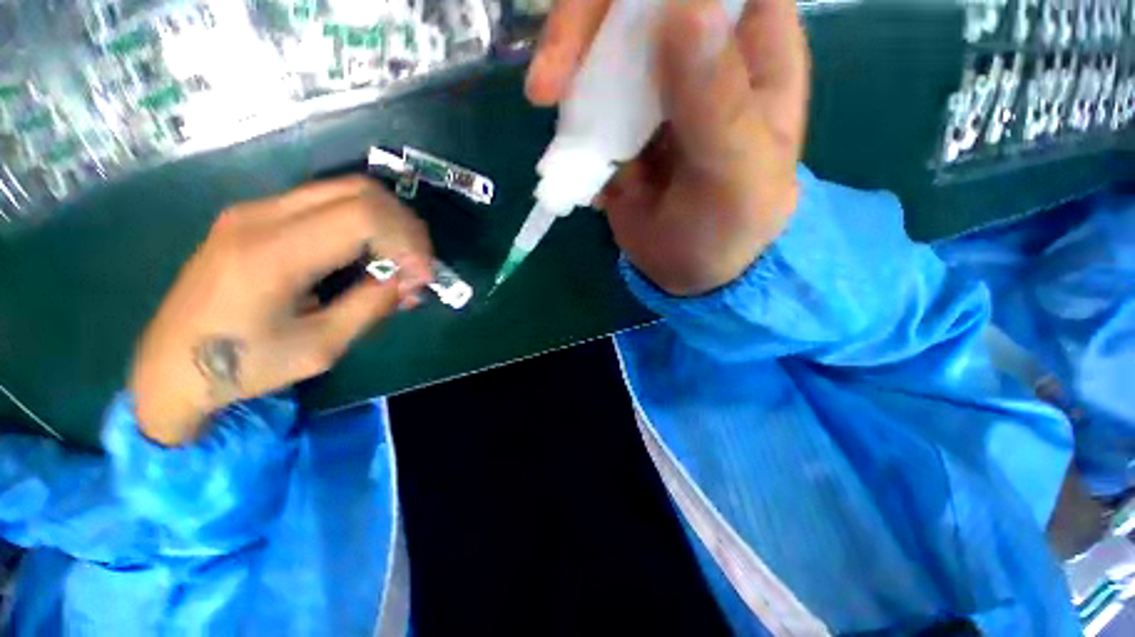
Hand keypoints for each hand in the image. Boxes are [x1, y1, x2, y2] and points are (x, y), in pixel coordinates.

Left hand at [129, 177, 432, 445]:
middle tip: (418, 267)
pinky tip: (370, 257)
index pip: (363, 216)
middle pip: (360, 191)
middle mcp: (261, 215)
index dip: (408, 241)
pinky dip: (365, 225)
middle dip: (405, 227)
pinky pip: (328, 204)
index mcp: (272, 253)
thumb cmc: (242, 366)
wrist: (170, 365)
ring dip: (387, 224)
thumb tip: (407, 279)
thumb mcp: (321, 346)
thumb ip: (371, 305)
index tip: (423, 277)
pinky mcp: (257, 216)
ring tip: (399, 264)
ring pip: (347, 191)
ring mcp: (256, 210)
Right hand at [526, 0, 808, 295]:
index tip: (616, 14)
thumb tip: (685, 7)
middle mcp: (701, 49)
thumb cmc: (729, 227)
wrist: (690, 268)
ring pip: (601, 43)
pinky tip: (582, 166)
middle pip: (635, 2)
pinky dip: (571, 130)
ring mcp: (653, 83)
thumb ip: (717, 101)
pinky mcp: (619, 120)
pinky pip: (584, 100)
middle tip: (549, 84)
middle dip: (585, 26)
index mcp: (753, 44)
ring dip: (569, 80)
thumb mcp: (734, 174)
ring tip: (554, 126)